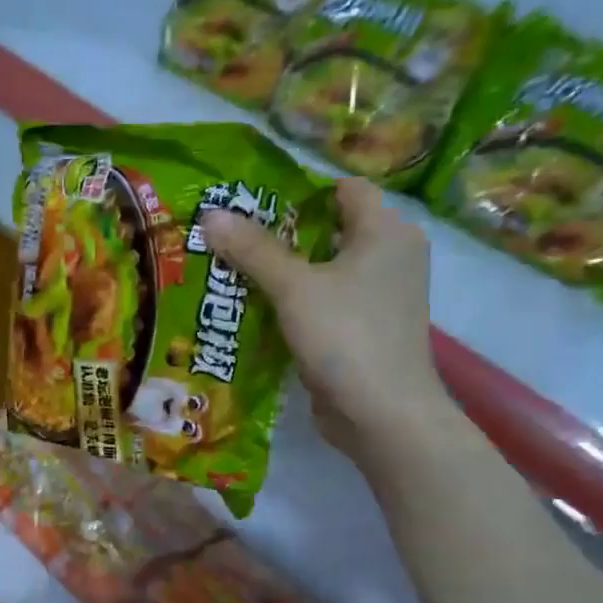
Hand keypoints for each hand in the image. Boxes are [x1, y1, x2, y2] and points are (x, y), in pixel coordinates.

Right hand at [204, 178, 453, 464]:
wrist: (383, 413)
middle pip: (333, 229)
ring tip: (237, 271)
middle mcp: (392, 257)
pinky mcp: (368, 330)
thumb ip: (253, 250)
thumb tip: (210, 214)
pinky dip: (299, 303)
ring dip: (288, 272)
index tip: (255, 202)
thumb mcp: (293, 287)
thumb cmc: (346, 335)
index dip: (301, 191)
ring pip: (328, 270)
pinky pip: (328, 303)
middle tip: (235, 237)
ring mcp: (382, 297)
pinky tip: (261, 310)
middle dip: (285, 233)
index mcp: (387, 232)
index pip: (345, 189)